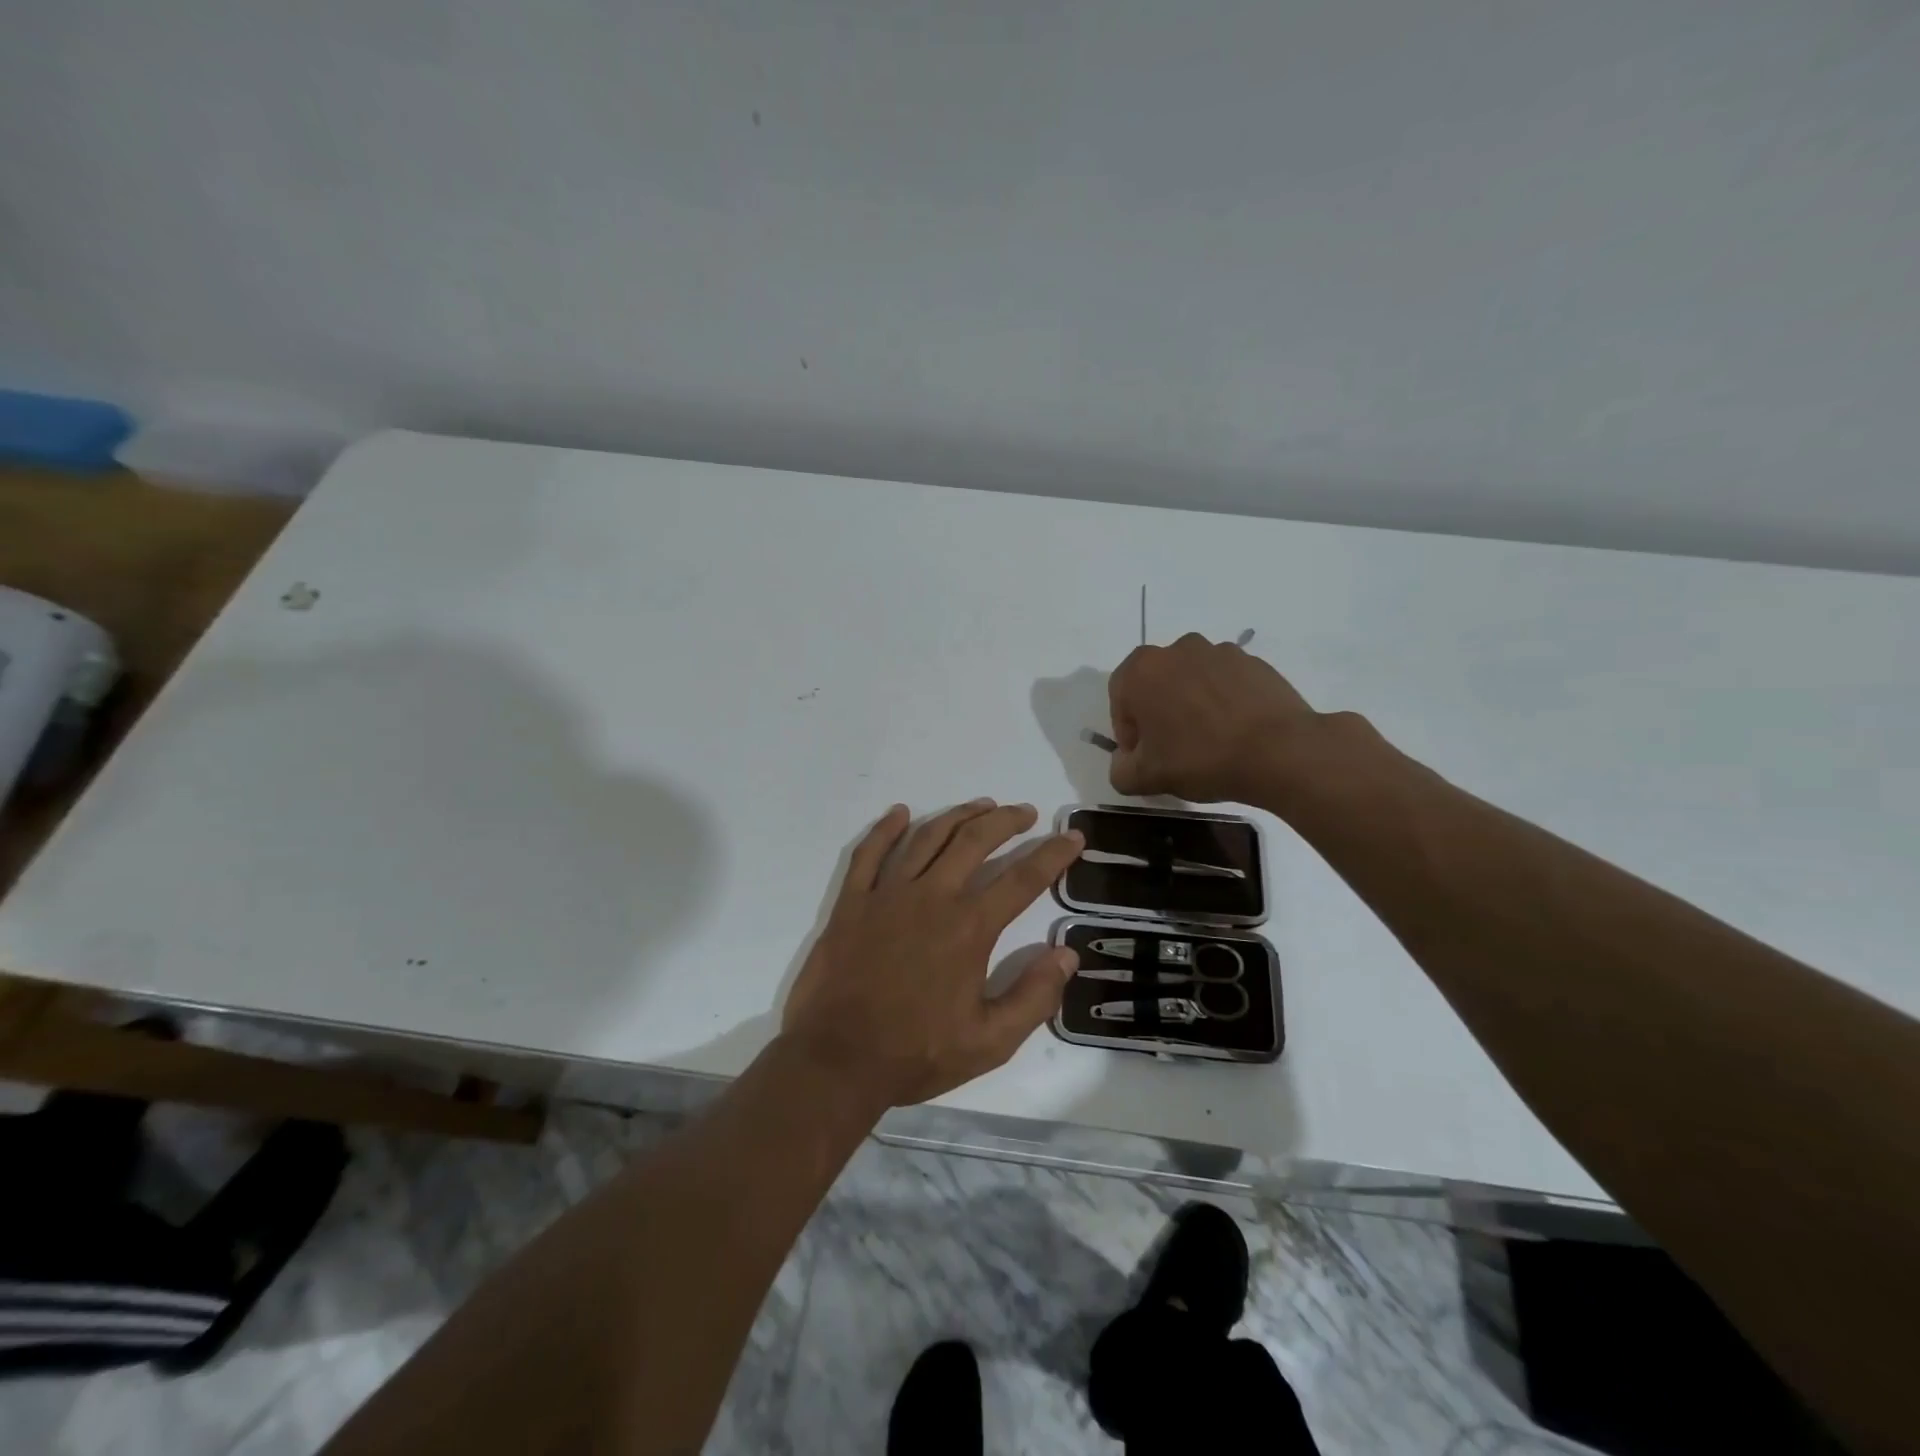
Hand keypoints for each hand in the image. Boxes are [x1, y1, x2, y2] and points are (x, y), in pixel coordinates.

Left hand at [780, 800, 1085, 1107]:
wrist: (838, 1060)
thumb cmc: (917, 1053)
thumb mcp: (990, 1042)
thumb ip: (1034, 997)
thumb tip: (1066, 954)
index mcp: (969, 928)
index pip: (1022, 879)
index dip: (1052, 855)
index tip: (1072, 836)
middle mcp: (932, 897)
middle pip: (974, 842)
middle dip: (1005, 821)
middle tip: (1025, 812)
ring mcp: (887, 894)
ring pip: (927, 837)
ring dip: (958, 815)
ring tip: (981, 805)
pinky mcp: (852, 902)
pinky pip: (869, 853)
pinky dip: (885, 828)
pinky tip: (900, 812)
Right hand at [1108, 633, 1320, 802]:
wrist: (1279, 751)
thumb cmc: (1200, 758)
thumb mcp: (1145, 778)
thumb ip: (1120, 770)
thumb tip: (1125, 763)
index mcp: (1142, 670)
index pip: (1119, 697)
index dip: (1127, 730)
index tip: (1143, 756)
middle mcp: (1177, 650)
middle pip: (1156, 683)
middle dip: (1158, 712)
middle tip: (1172, 748)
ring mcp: (1219, 652)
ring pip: (1191, 679)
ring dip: (1191, 703)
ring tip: (1208, 740)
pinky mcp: (1253, 662)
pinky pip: (1225, 681)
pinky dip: (1223, 701)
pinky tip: (1235, 731)